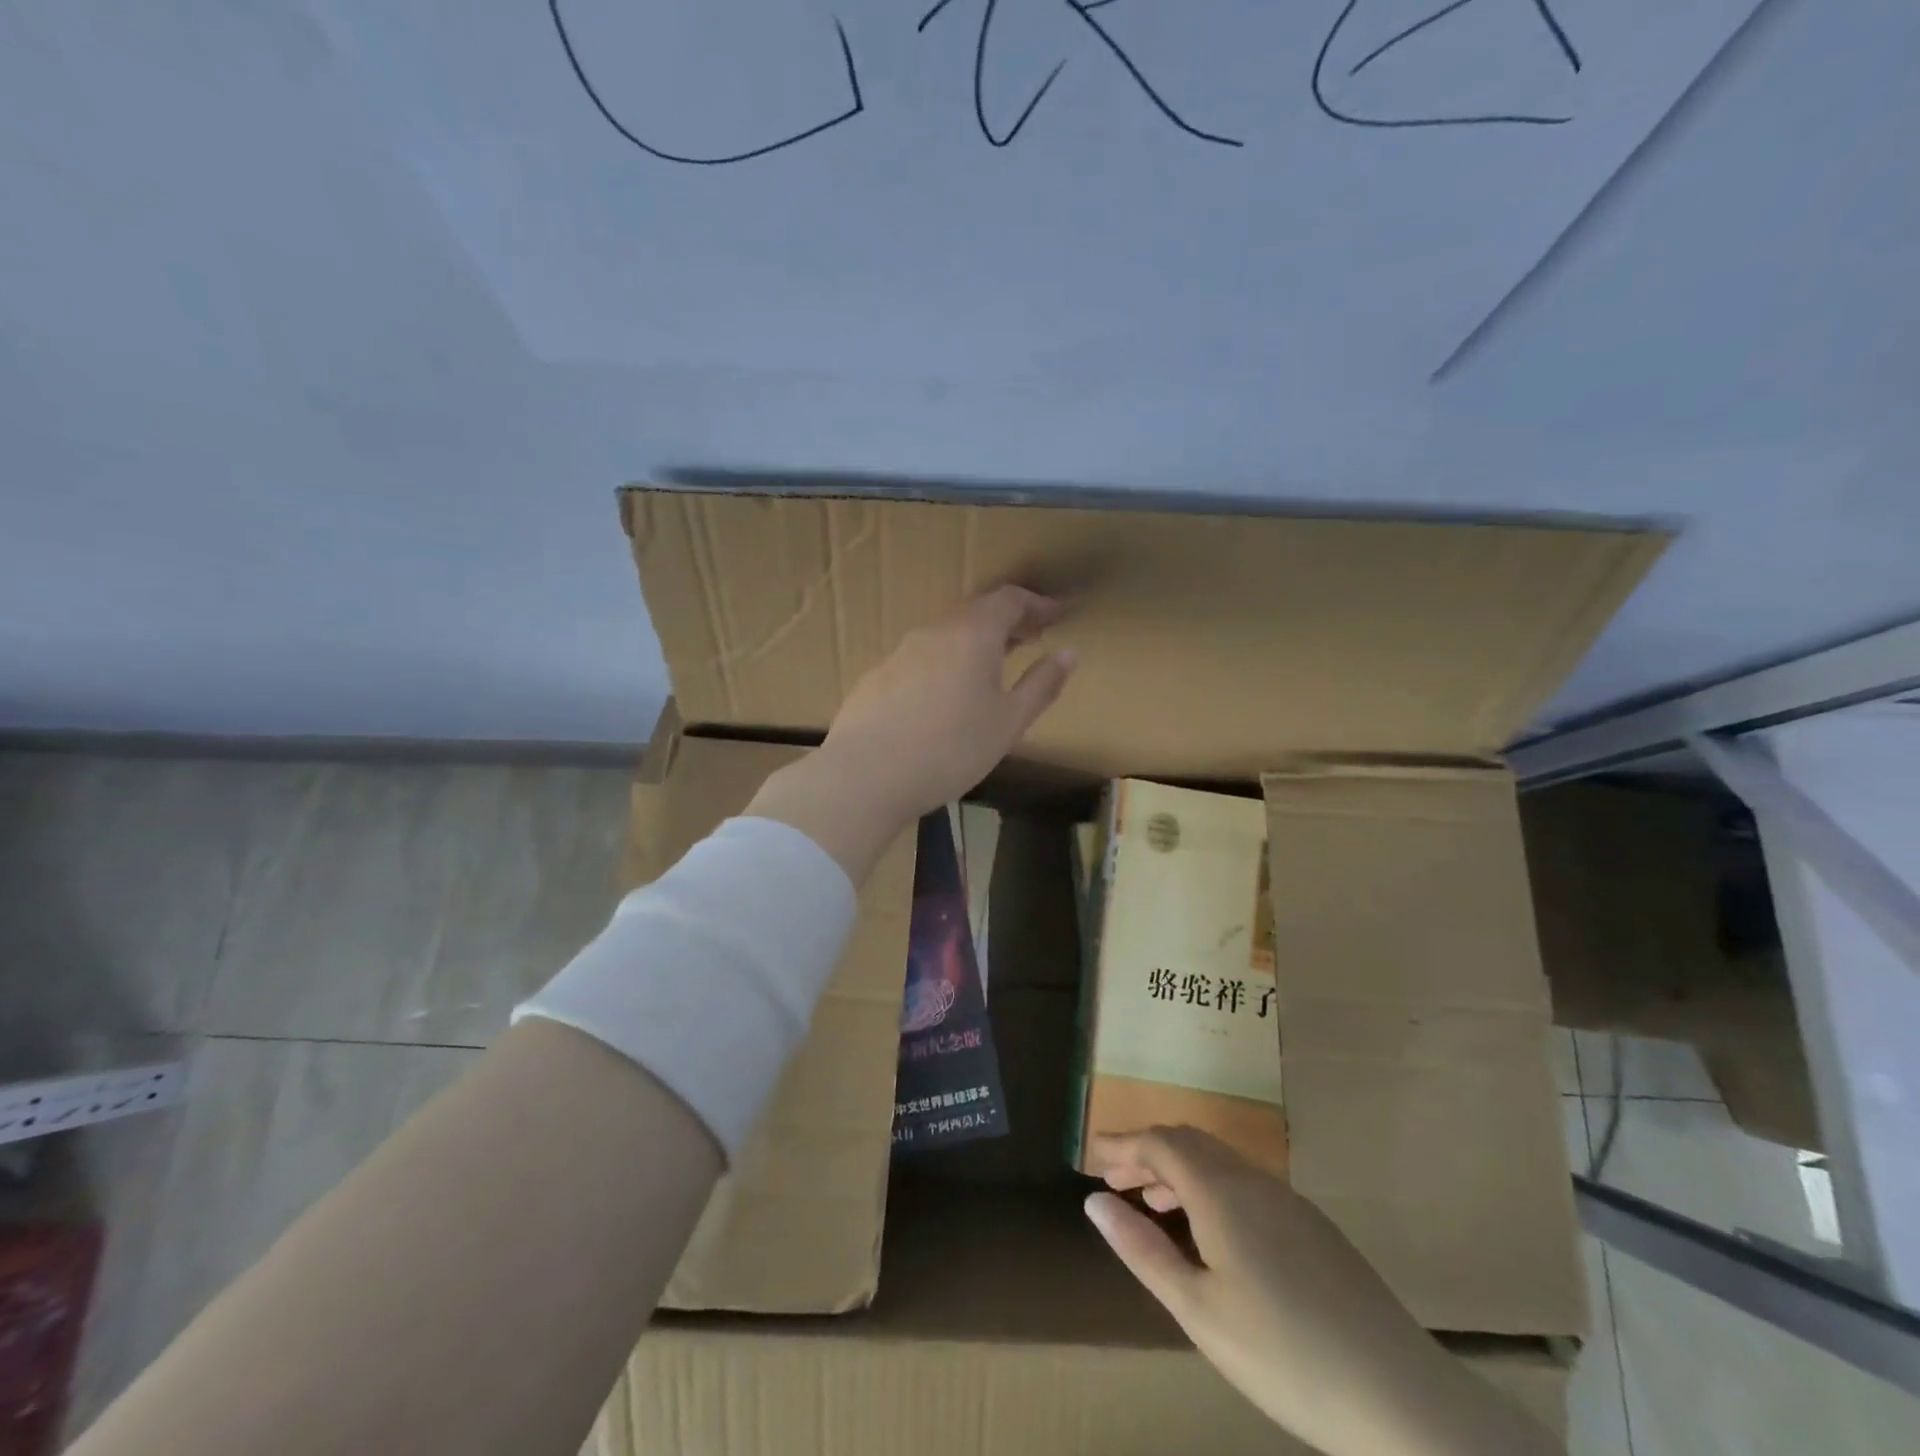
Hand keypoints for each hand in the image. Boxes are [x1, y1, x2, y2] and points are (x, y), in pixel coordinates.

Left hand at [746, 586, 1073, 882]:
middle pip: (975, 613)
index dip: (1035, 604)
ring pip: (946, 636)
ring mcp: (899, 653)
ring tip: (991, 669)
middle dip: (1007, 622)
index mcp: (972, 634)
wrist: (866, 775)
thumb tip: (1069, 653)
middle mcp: (934, 632)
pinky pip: (921, 659)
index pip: (1008, 599)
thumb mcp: (1008, 722)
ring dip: (973, 644)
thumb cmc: (951, 748)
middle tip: (1029, 639)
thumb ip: (1041, 685)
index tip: (1054, 615)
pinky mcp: (877, 678)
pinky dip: (944, 664)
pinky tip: (944, 697)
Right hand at [1085, 1127, 1557, 1455]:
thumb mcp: (1198, 1310)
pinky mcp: (1313, 1225)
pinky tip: (1210, 1232)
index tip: (1089, 1156)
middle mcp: (1252, 1179)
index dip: (1121, 1143)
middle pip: (1189, 1142)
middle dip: (1147, 1152)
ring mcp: (1288, 1200)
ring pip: (1219, 1161)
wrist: (1400, 1397)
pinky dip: (1210, 1187)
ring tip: (1152, 1203)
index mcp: (1221, 1191)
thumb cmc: (1284, 1356)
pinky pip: (1245, 1182)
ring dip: (1179, 1170)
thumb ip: (1143, 1249)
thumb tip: (1094, 1201)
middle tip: (1115, 1179)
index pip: (1160, 1142)